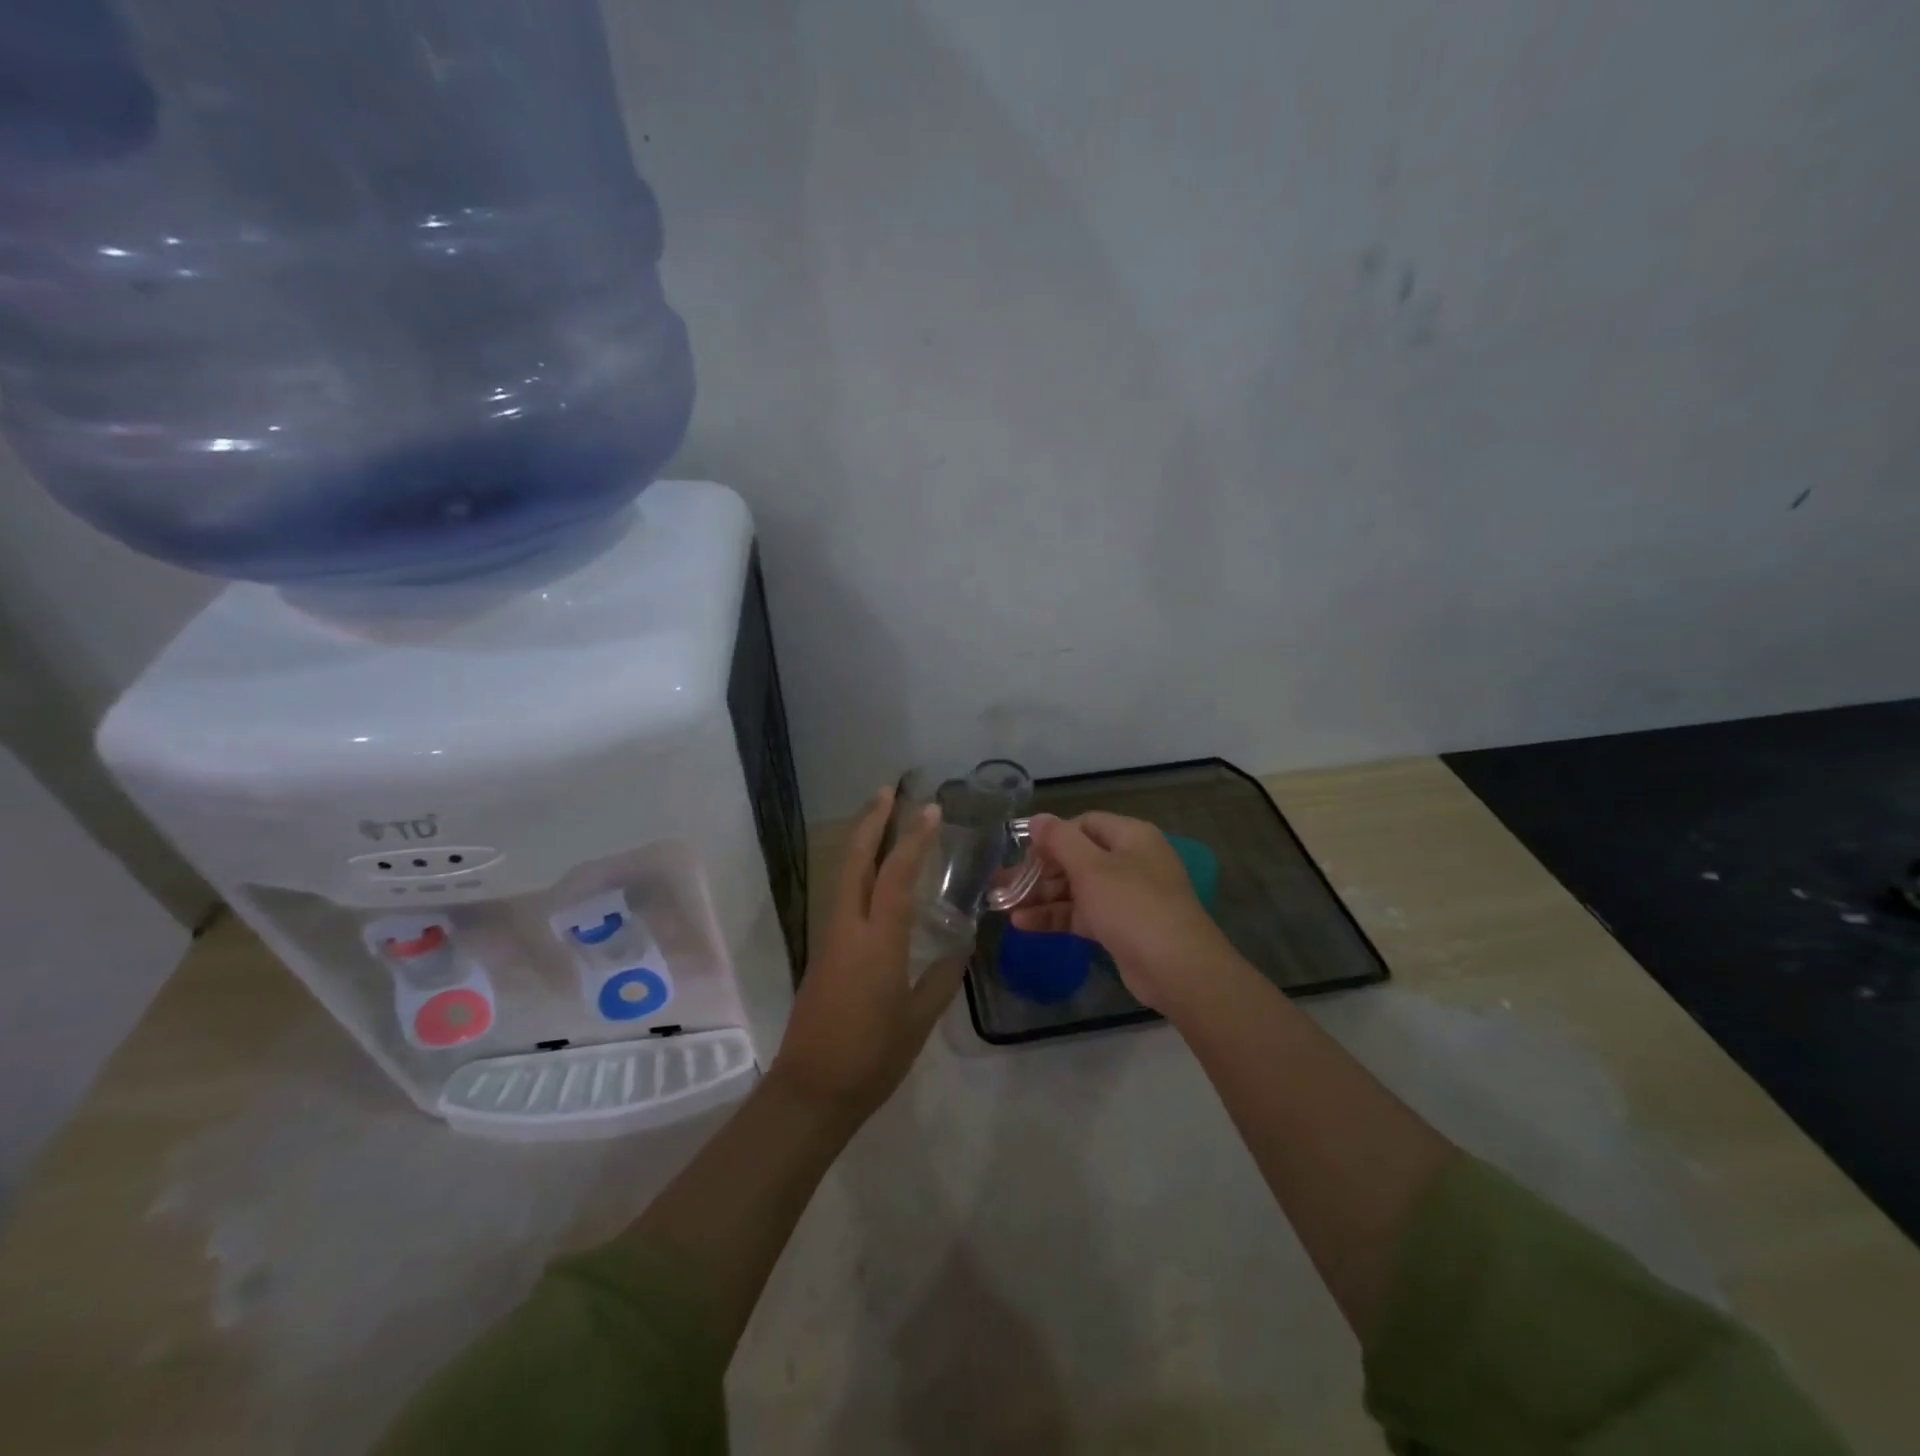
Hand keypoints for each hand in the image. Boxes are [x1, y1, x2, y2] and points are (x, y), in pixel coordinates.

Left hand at [770, 787, 963, 1122]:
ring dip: (861, 842)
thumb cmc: (871, 1056)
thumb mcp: (918, 1020)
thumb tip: (961, 947)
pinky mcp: (824, 953)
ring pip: (844, 876)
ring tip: (880, 819)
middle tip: (887, 791)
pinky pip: (843, 897)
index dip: (913, 839)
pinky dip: (858, 872)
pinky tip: (874, 877)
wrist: (811, 1091)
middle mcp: (848, 928)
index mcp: (877, 941)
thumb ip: (942, 979)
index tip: (930, 810)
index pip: (896, 875)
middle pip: (855, 861)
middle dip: (870, 822)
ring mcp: (831, 939)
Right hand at [1010, 811, 1236, 1014]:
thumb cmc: (1133, 906)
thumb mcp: (1092, 868)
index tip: (1022, 852)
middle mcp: (1129, 861)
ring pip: (1075, 888)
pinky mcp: (1119, 927)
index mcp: (1130, 837)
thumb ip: (1060, 840)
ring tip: (1002, 905)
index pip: (1083, 824)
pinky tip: (1022, 923)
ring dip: (1041, 895)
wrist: (1178, 969)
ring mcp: (1125, 896)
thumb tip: (1037, 819)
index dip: (1052, 836)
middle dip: (1038, 870)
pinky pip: (1081, 913)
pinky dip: (1055, 916)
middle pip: (1076, 857)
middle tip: (1002, 883)